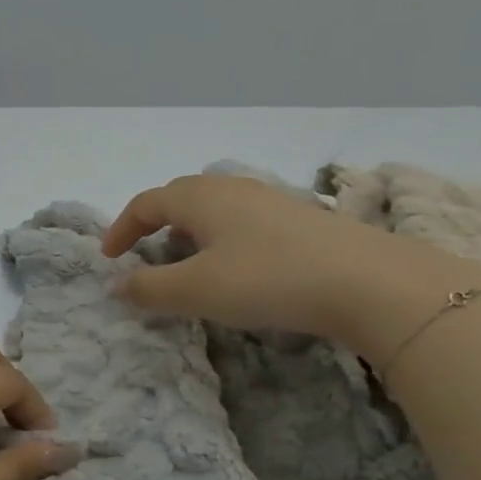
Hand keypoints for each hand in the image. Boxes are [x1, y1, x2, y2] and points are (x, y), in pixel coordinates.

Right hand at [102, 173, 480, 350]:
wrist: (371, 282)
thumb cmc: (268, 279)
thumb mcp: (197, 290)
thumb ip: (149, 288)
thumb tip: (115, 285)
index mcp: (200, 198)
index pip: (145, 203)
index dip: (121, 228)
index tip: (109, 258)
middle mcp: (232, 189)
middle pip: (180, 197)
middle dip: (155, 224)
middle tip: (146, 254)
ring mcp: (271, 200)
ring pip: (215, 208)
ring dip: (191, 231)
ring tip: (189, 262)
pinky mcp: (302, 220)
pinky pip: (244, 221)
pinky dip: (224, 238)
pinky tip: (239, 267)